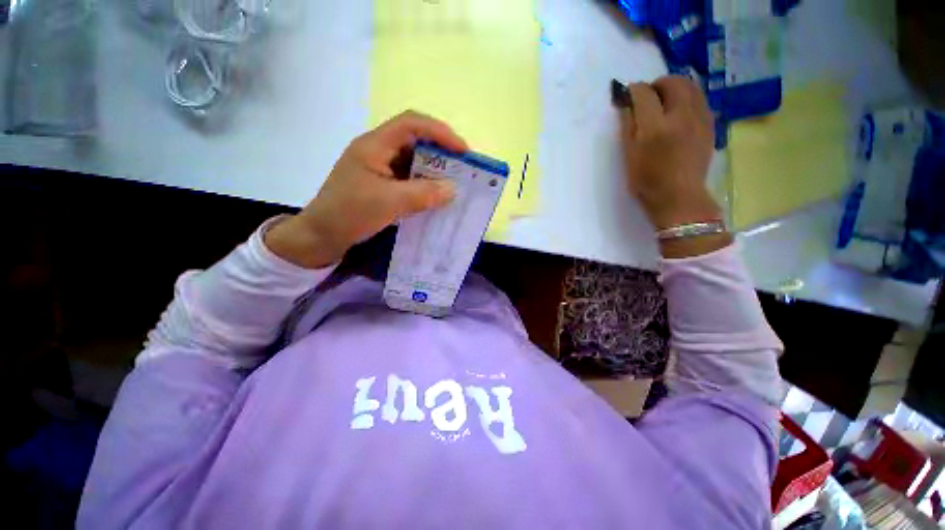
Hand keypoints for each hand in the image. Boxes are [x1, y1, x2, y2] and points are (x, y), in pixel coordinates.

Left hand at [265, 110, 468, 268]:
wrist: (322, 236)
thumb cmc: (350, 213)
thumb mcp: (389, 202)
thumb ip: (423, 194)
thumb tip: (453, 189)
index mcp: (375, 145)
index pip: (412, 124)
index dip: (440, 132)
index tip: (462, 151)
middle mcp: (378, 151)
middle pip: (415, 141)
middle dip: (441, 153)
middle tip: (462, 170)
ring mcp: (379, 168)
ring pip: (413, 162)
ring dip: (434, 171)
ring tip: (453, 184)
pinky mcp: (381, 185)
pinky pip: (409, 179)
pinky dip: (424, 186)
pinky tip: (435, 197)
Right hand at [619, 76, 719, 230]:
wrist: (678, 197)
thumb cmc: (646, 181)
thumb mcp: (629, 156)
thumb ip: (628, 126)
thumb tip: (627, 104)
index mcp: (655, 127)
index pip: (644, 94)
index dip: (633, 90)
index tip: (628, 95)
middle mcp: (680, 116)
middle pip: (673, 82)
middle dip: (658, 84)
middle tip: (648, 96)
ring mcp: (700, 119)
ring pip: (691, 87)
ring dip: (675, 88)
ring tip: (665, 102)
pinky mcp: (710, 125)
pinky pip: (700, 100)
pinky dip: (688, 98)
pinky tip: (680, 113)